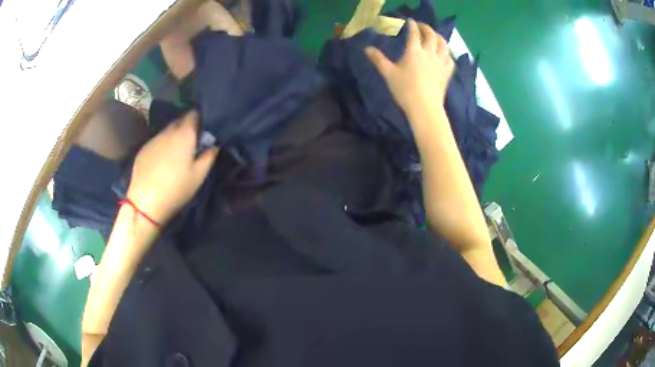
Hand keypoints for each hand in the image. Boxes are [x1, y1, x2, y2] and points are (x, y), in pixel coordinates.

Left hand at [127, 111, 218, 224]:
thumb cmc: (176, 189)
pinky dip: (162, 145)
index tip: (204, 129)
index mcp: (184, 135)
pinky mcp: (143, 149)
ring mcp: (153, 140)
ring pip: (167, 131)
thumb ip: (209, 156)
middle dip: (186, 127)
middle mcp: (168, 132)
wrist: (145, 202)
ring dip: (173, 136)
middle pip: (179, 121)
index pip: (193, 115)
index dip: (200, 119)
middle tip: (192, 142)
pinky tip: (162, 160)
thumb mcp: (199, 176)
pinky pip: (157, 141)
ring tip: (176, 152)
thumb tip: (214, 145)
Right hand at [365, 19, 454, 115]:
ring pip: (443, 45)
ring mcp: (440, 62)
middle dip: (427, 28)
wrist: (425, 107)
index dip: (412, 25)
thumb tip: (367, 49)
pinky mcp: (447, 73)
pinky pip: (450, 59)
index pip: (414, 33)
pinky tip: (445, 54)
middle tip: (422, 26)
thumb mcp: (388, 74)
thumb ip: (378, 59)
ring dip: (439, 37)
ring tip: (435, 36)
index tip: (410, 21)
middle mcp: (429, 53)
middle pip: (431, 35)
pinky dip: (447, 53)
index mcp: (414, 51)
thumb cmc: (405, 90)